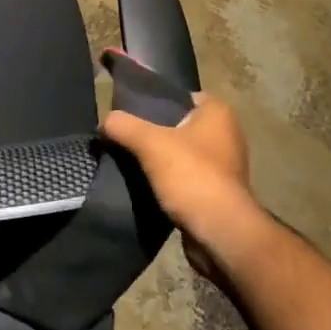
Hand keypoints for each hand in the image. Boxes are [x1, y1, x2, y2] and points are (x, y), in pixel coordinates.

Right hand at [101, 93, 263, 272]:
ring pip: (180, 152)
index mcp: (218, 112)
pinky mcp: (217, 192)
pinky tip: (144, 184)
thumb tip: (104, 121)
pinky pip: (185, 177)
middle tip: (123, 135)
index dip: (154, 100)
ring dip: (159, 158)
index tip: (129, 110)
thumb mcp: (150, 143)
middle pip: (178, 124)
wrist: (220, 234)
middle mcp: (226, 134)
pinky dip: (167, 180)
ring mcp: (223, 166)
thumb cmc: (192, 175)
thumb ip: (124, 125)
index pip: (180, 95)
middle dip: (152, 131)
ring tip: (128, 160)